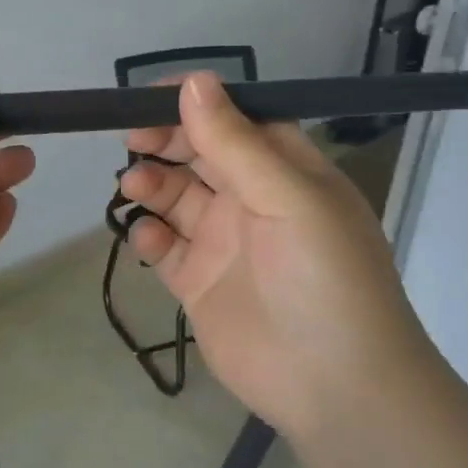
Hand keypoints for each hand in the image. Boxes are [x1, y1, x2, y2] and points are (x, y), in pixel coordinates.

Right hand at [118, 72, 442, 440]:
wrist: (335, 386)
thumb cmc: (324, 279)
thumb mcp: (288, 199)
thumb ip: (235, 143)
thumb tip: (194, 81)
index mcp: (287, 172)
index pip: (238, 120)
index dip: (197, 104)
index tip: (151, 97)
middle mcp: (254, 201)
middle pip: (200, 154)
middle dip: (165, 141)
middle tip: (132, 139)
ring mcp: (224, 243)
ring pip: (176, 197)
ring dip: (152, 185)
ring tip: (135, 186)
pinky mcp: (199, 283)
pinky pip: (164, 248)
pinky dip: (149, 237)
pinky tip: (147, 239)